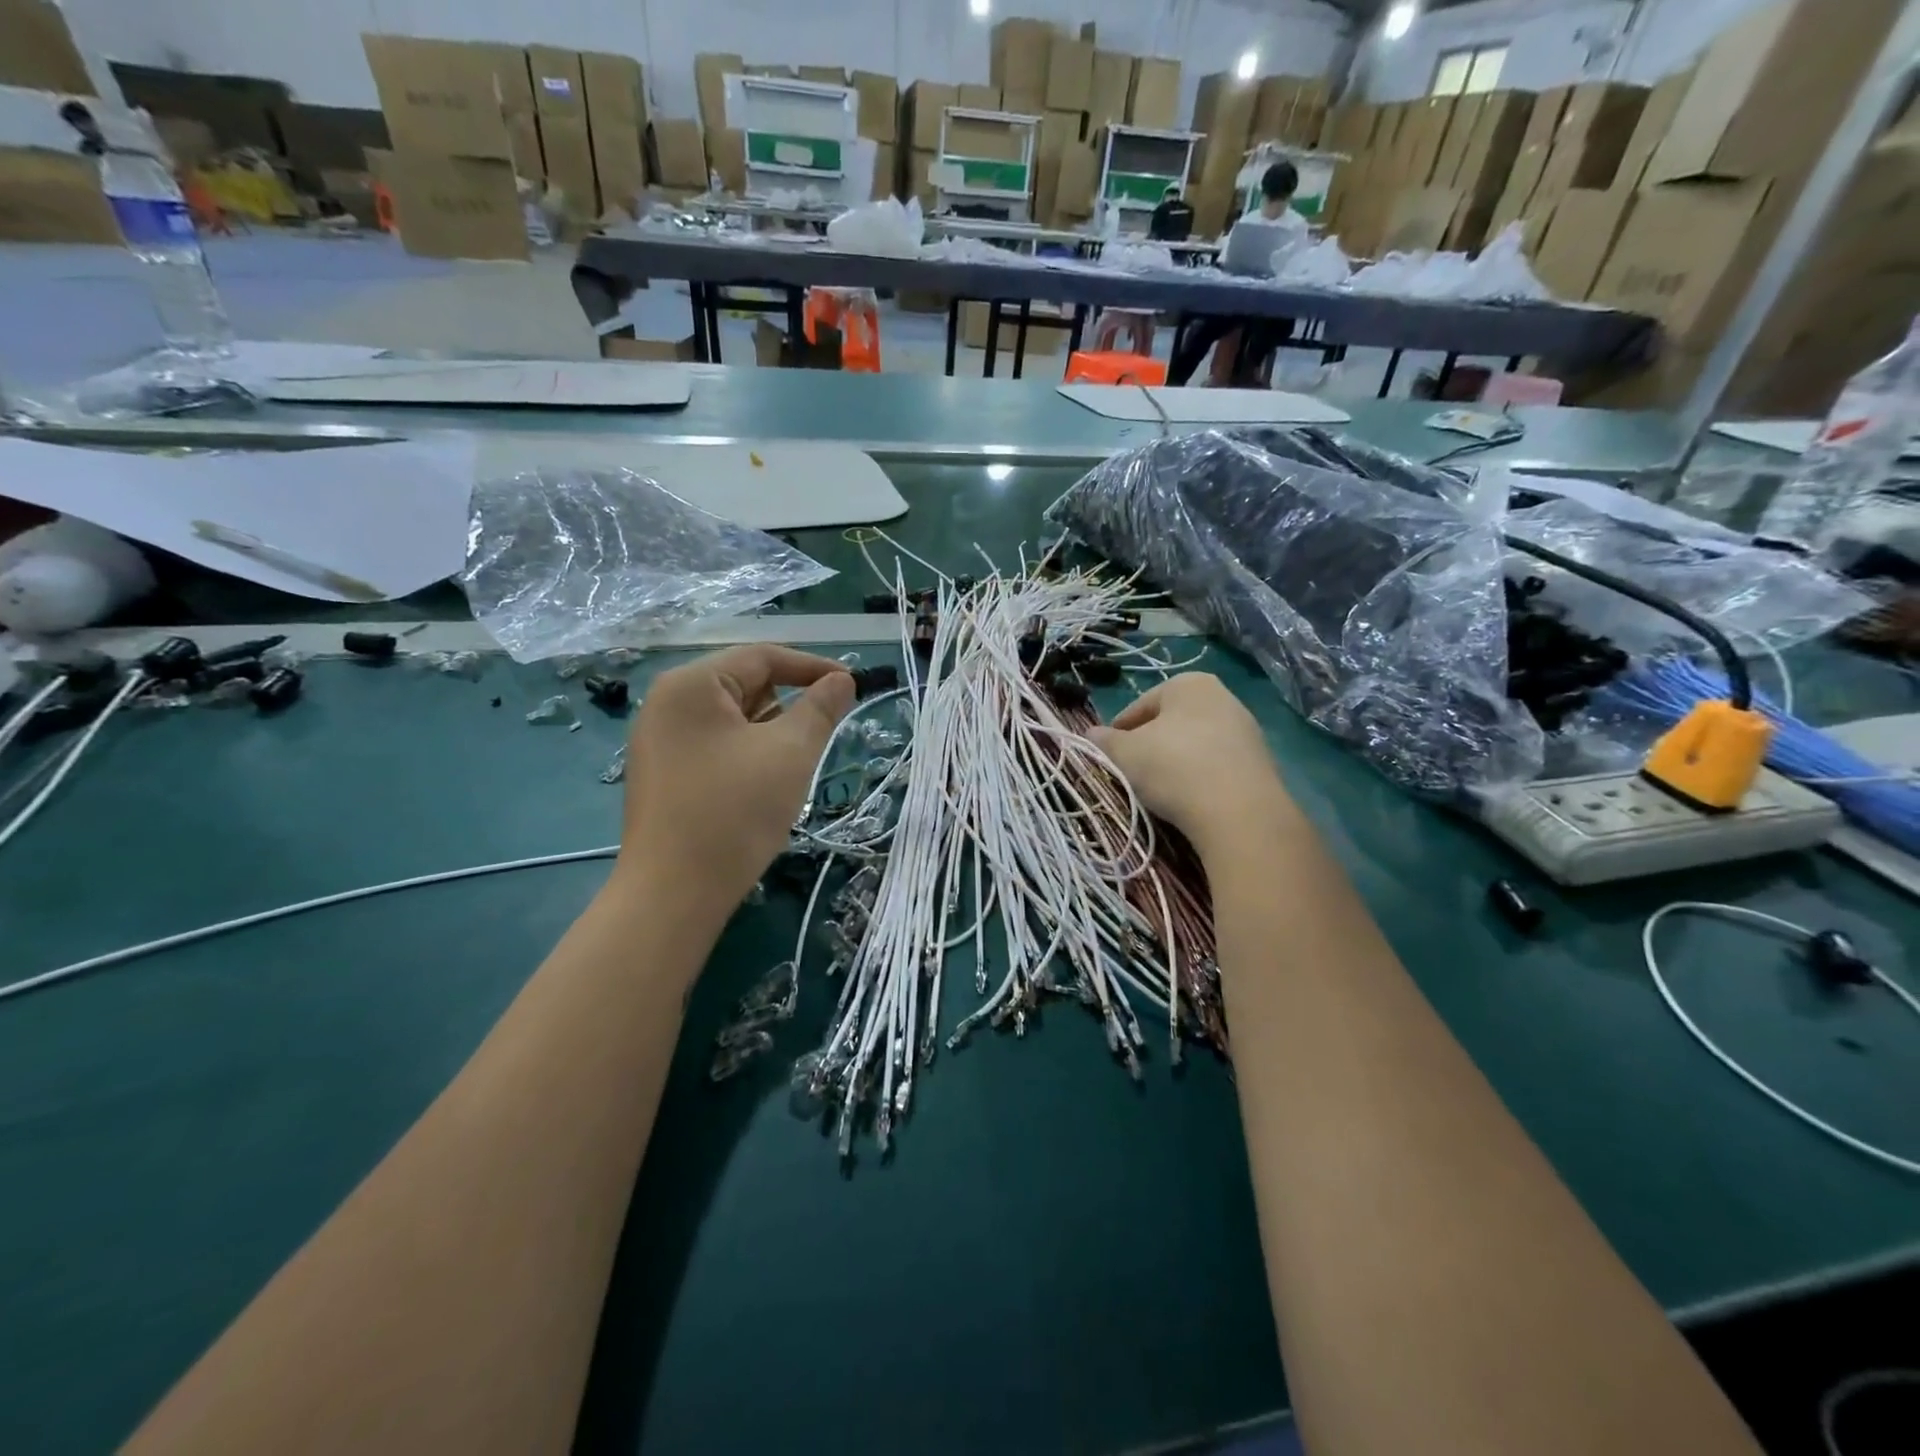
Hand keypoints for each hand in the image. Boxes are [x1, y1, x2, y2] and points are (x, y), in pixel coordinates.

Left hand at [616, 645, 853, 912]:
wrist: (674, 894)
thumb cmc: (736, 812)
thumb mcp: (790, 753)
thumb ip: (821, 708)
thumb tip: (841, 681)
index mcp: (691, 684)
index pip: (761, 657)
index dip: (812, 667)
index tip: (852, 686)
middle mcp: (667, 703)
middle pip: (744, 685)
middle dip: (789, 705)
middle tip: (824, 733)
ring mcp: (659, 740)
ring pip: (732, 719)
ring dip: (770, 733)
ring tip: (793, 766)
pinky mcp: (663, 773)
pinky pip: (716, 746)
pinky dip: (748, 754)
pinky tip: (763, 786)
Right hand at [1090, 673, 1291, 852]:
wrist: (1239, 812)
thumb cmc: (1173, 768)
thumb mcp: (1125, 753)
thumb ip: (1104, 741)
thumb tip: (1091, 733)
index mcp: (1188, 684)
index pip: (1139, 706)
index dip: (1118, 732)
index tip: (1108, 756)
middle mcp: (1222, 697)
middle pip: (1170, 723)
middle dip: (1149, 745)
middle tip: (1131, 772)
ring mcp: (1246, 729)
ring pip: (1194, 743)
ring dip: (1174, 762)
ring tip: (1159, 790)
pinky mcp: (1260, 761)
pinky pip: (1216, 764)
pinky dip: (1199, 776)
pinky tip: (1189, 799)